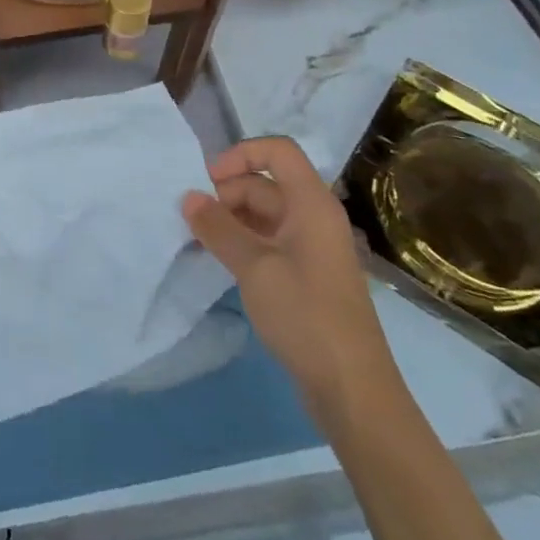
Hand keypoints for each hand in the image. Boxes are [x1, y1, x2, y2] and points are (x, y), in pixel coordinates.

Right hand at [182, 136, 399, 432]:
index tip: (209, 181)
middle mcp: (314, 217)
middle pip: (265, 183)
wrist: (351, 387)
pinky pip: (268, 241)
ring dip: (230, 219)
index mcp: (312, 204)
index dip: (240, 155)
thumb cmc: (305, 314)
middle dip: (226, 192)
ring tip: (198, 239)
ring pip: (263, 214)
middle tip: (193, 218)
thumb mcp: (253, 266)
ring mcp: (311, 247)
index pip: (277, 151)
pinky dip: (241, 242)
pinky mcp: (305, 274)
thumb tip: (188, 197)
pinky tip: (218, 259)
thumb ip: (218, 227)